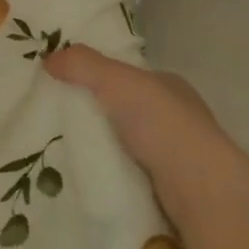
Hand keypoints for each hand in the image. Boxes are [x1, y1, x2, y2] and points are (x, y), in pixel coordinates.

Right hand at [44, 44, 229, 185]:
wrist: (200, 190)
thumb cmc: (162, 124)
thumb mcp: (116, 81)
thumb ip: (83, 64)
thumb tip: (48, 58)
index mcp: (169, 86)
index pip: (129, 76)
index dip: (101, 78)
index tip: (70, 87)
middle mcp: (177, 117)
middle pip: (126, 110)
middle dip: (99, 116)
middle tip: (61, 122)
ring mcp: (177, 156)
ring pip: (129, 145)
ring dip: (105, 149)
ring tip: (67, 152)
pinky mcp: (172, 190)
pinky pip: (132, 175)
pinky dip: (113, 175)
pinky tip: (91, 177)